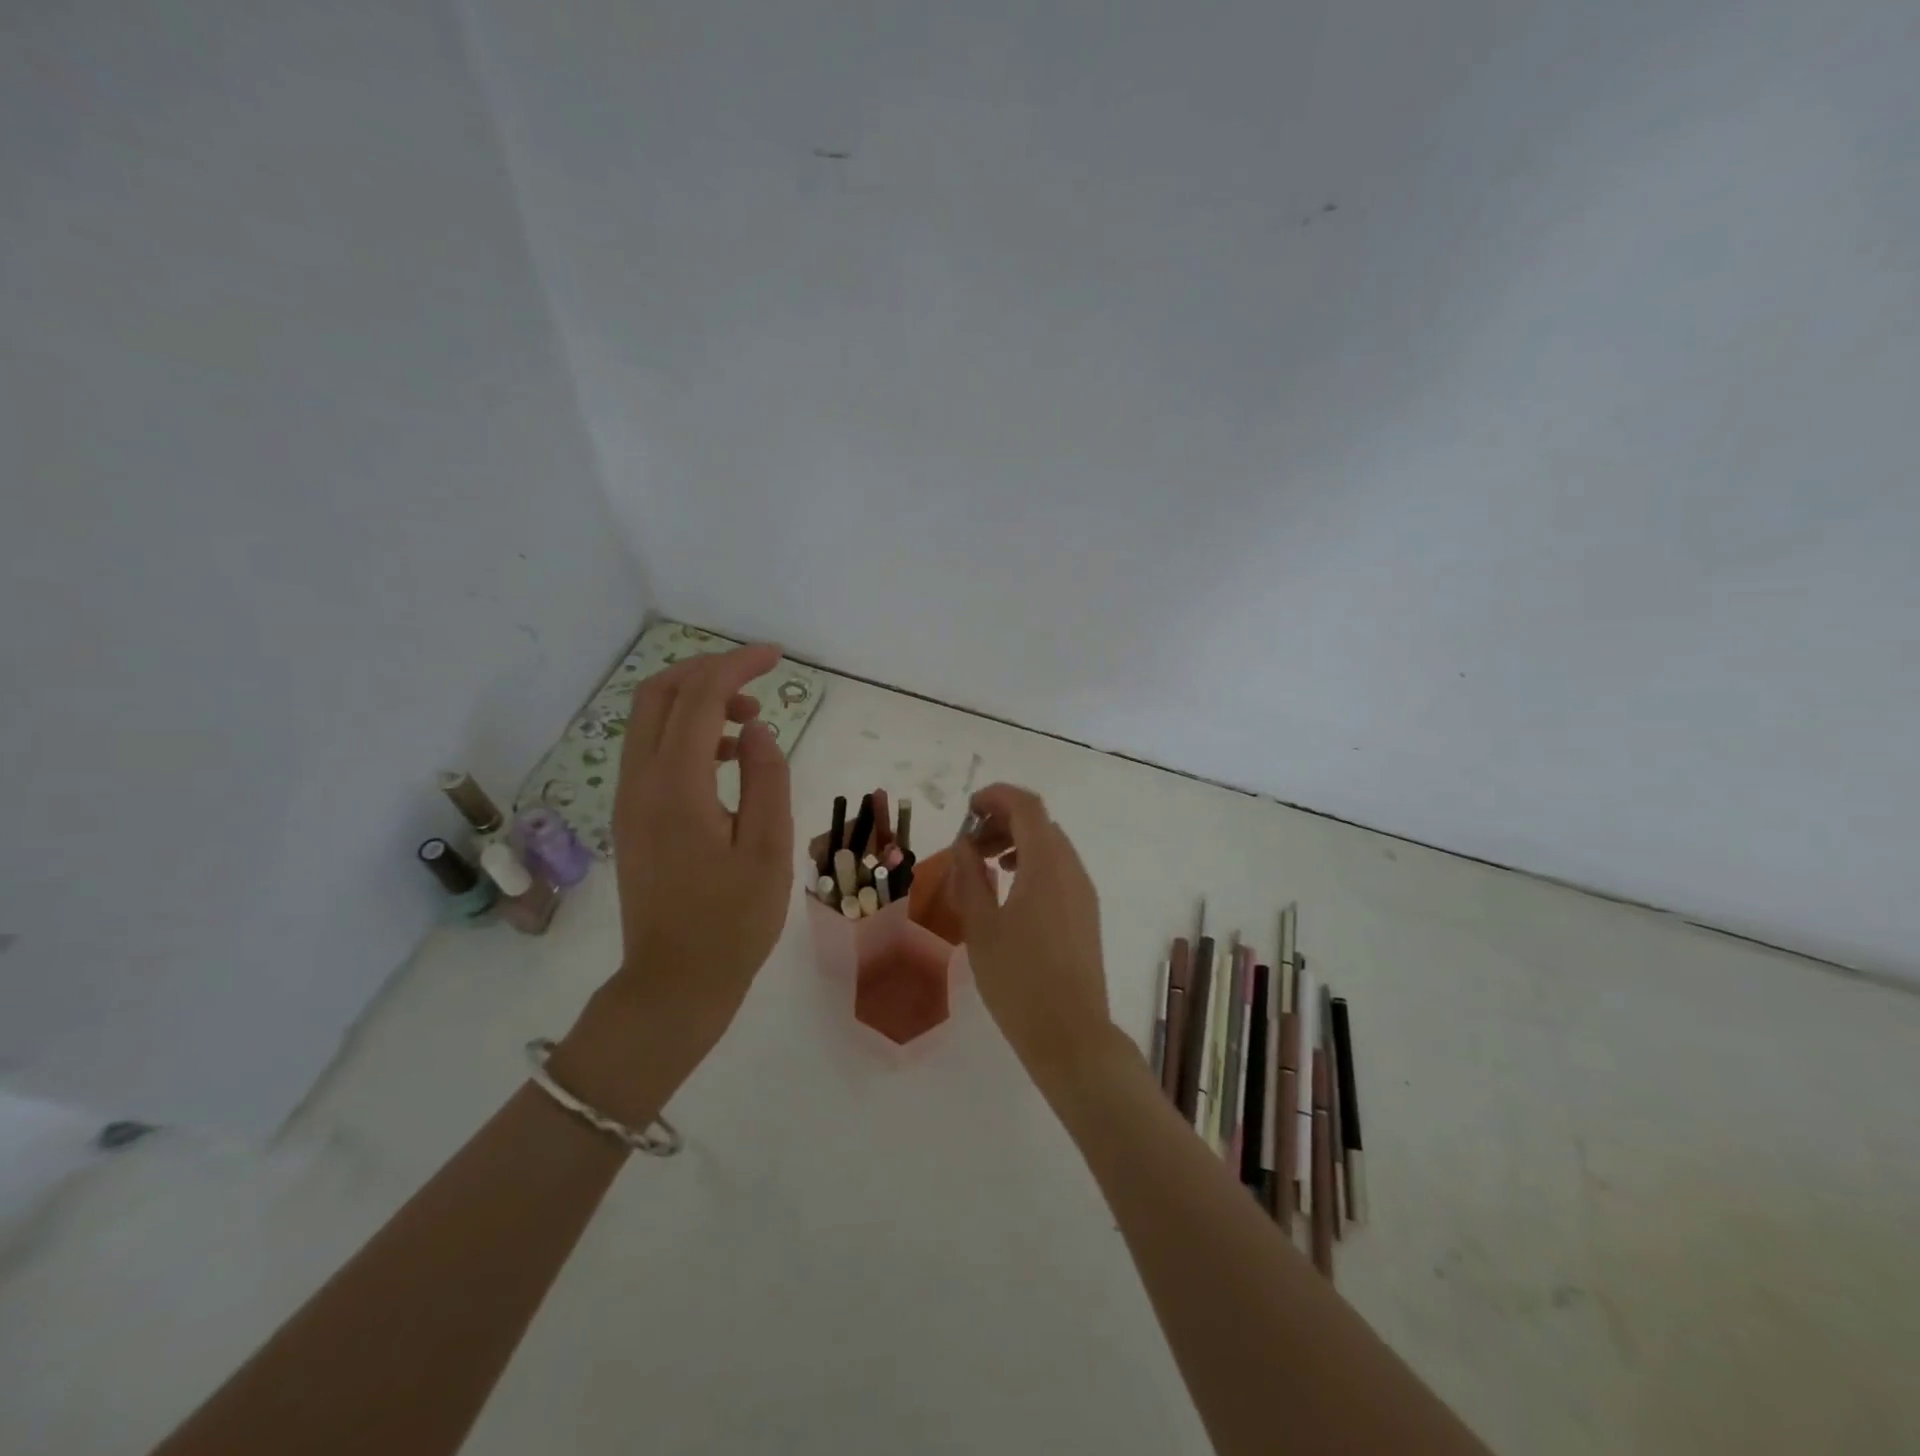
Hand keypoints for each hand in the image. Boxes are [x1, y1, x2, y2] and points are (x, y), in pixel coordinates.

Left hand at [554, 644, 793, 1119]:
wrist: (673, 985)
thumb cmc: (732, 924)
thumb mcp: (769, 850)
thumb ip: (766, 779)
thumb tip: (756, 727)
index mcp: (676, 788)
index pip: (698, 699)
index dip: (736, 666)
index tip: (776, 657)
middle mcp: (640, 784)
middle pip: (658, 695)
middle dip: (707, 672)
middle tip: (757, 678)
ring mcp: (629, 801)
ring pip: (650, 721)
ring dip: (697, 702)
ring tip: (750, 720)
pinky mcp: (631, 818)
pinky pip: (651, 752)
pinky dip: (687, 733)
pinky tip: (728, 758)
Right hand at [949, 784, 1119, 1093]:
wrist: (1070, 1034)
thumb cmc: (1018, 979)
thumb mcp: (981, 926)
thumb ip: (969, 877)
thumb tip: (964, 845)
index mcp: (1046, 864)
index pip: (1026, 806)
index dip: (996, 797)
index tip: (968, 809)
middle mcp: (1071, 869)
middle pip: (1039, 823)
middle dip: (1002, 822)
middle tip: (969, 844)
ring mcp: (1084, 892)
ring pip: (1051, 846)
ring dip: (1017, 843)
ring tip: (986, 866)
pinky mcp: (1086, 913)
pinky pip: (1059, 870)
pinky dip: (1032, 865)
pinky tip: (1010, 893)